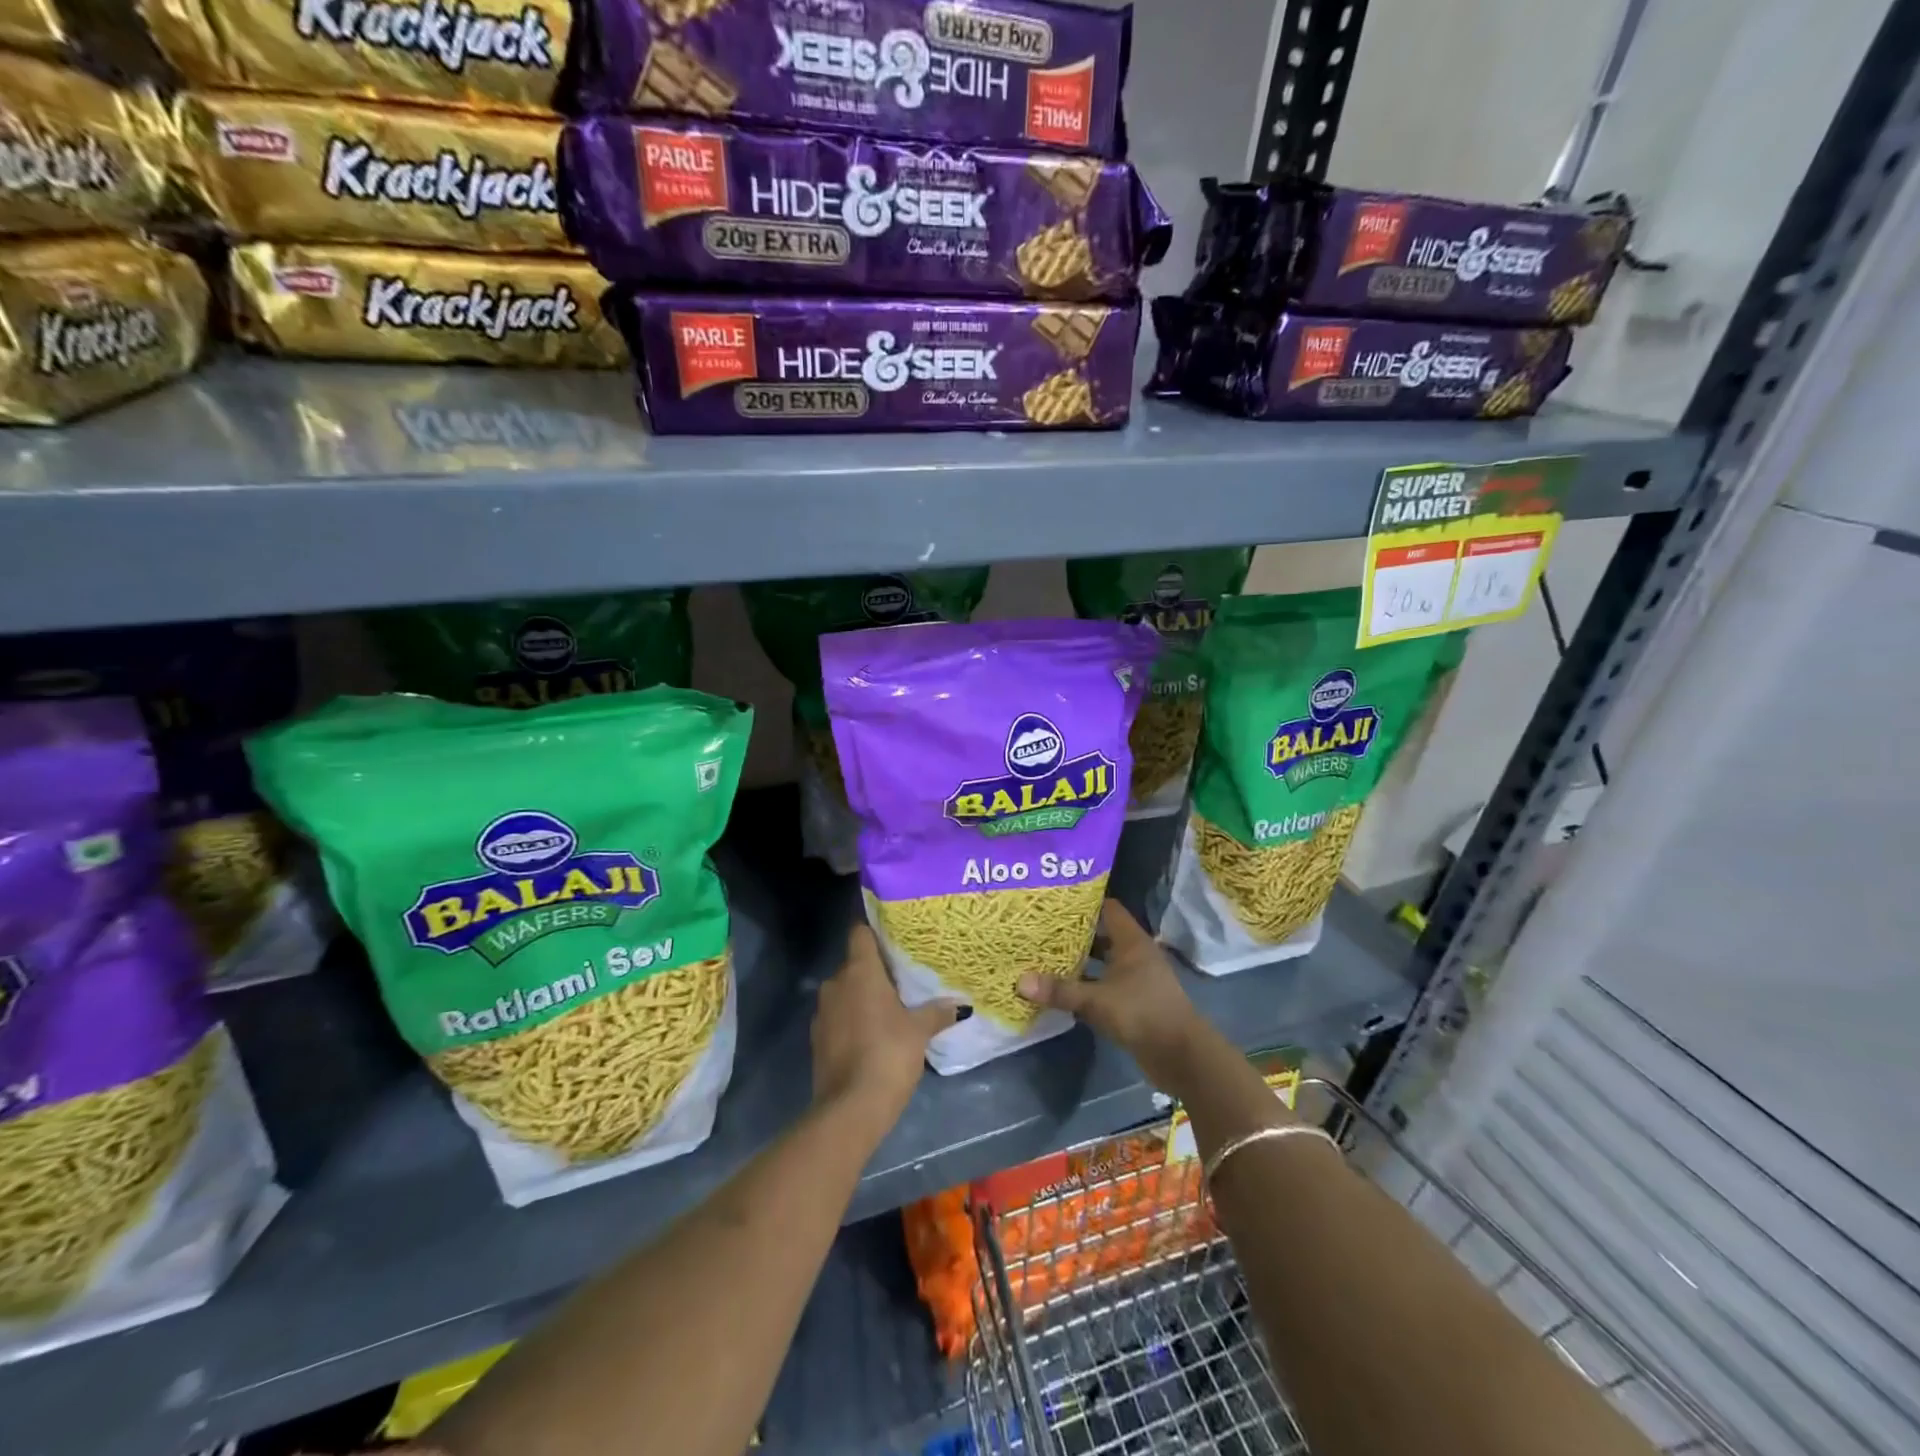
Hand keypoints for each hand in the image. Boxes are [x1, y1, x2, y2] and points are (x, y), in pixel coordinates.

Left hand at [812, 923, 957, 1126]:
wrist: (850, 1108)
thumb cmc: (888, 1054)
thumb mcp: (919, 1031)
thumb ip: (937, 1012)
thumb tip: (960, 1004)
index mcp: (859, 971)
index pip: (860, 933)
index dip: (874, 931)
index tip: (893, 937)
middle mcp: (835, 983)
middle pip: (854, 964)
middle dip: (874, 970)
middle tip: (902, 979)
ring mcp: (822, 1012)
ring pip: (844, 992)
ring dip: (862, 997)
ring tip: (890, 1008)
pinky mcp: (817, 1039)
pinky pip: (838, 1017)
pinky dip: (852, 1020)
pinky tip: (872, 1035)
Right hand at [1019, 901, 1210, 1092]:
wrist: (1180, 1055)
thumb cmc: (1142, 1013)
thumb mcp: (1096, 1000)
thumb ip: (1060, 991)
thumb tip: (1020, 981)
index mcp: (1132, 941)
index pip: (1108, 908)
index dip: (1084, 903)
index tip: (1054, 901)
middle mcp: (1135, 955)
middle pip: (1102, 935)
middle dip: (1074, 934)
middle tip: (1041, 930)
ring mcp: (1136, 979)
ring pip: (1102, 962)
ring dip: (1079, 962)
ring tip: (1044, 957)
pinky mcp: (1134, 1002)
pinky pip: (1104, 986)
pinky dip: (1086, 986)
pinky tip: (1062, 990)